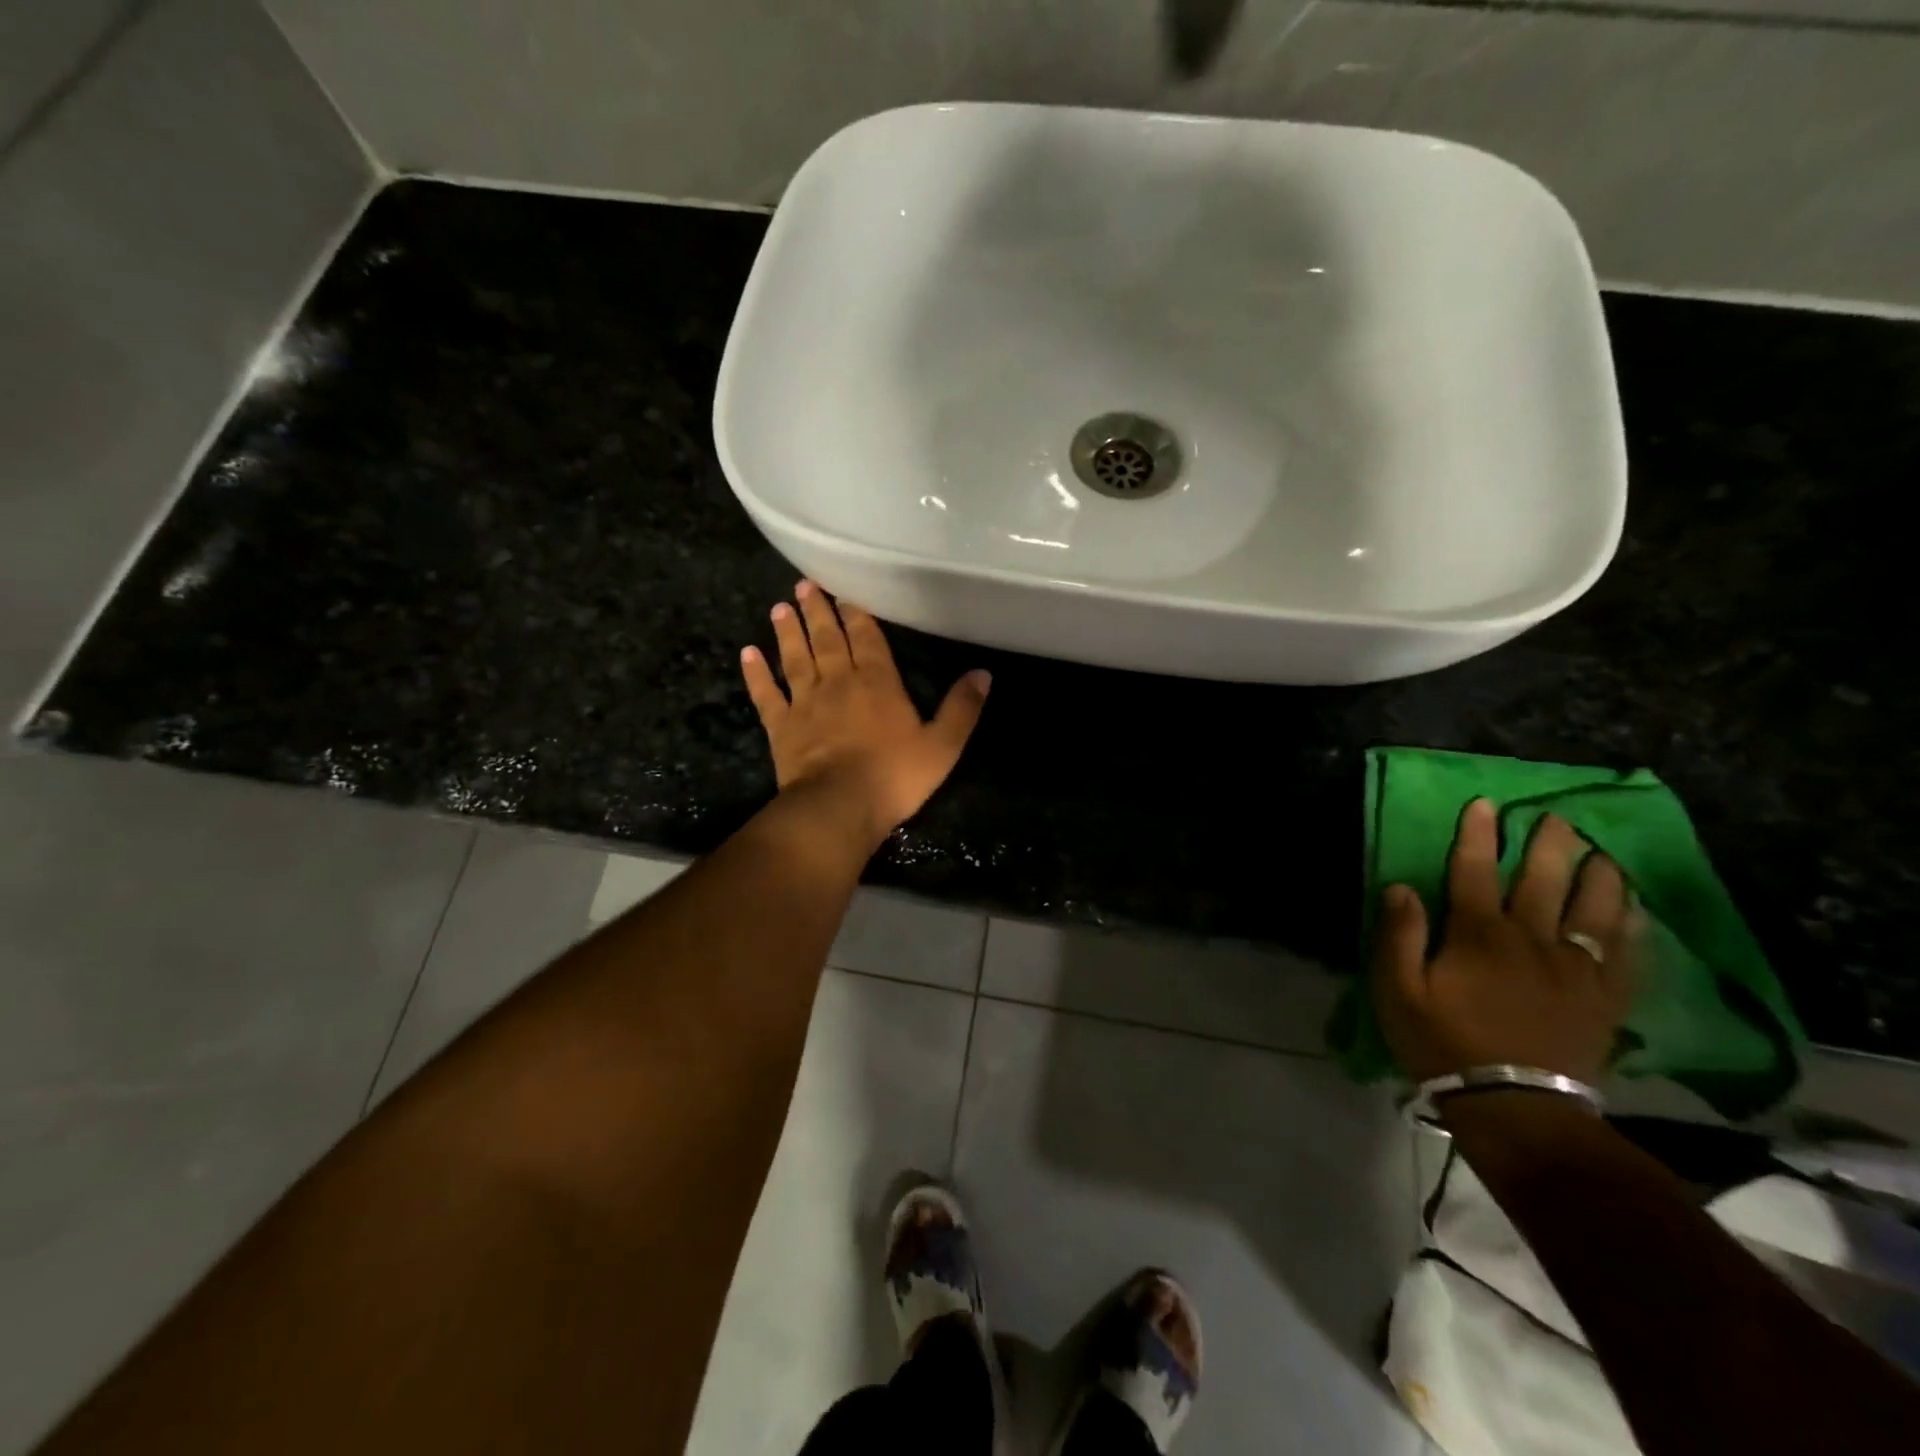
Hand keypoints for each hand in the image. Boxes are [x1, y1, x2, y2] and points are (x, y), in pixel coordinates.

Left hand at [740, 581, 990, 855]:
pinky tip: (748, 653)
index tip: (845, 591)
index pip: (868, 638)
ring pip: (796, 658)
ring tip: (779, 607)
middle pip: (828, 639)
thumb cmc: (894, 776)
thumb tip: (983, 673)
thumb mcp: (942, 745)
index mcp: (878, 682)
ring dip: (788, 632)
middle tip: (805, 584)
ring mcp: (805, 703)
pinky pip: (766, 694)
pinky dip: (756, 674)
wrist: (839, 806)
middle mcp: (839, 682)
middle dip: (819, 611)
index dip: (857, 614)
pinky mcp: (781, 726)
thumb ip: (962, 708)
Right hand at [1372, 799, 1635, 1086]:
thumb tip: (1402, 886)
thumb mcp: (1398, 991)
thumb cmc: (1443, 1043)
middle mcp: (1531, 940)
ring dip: (1598, 877)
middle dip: (1547, 845)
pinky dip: (1633, 926)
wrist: (1516, 1108)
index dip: (1477, 835)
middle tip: (1557, 817)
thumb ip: (1400, 935)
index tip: (1485, 803)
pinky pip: (1627, 954)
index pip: (1474, 871)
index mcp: (1478, 935)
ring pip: (1593, 911)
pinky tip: (1635, 910)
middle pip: (1542, 881)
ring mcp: (1575, 969)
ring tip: (1603, 853)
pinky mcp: (1604, 999)